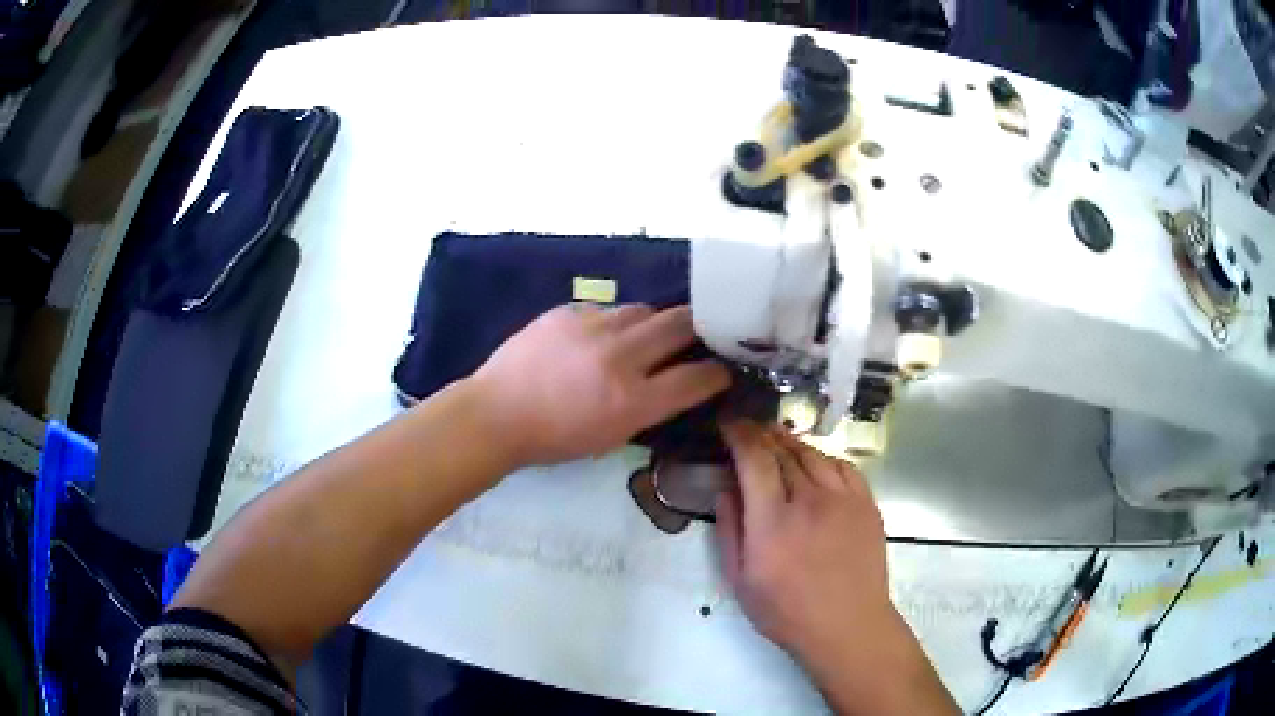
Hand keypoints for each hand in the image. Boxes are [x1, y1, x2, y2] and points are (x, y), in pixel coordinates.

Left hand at [469, 304, 730, 466]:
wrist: (496, 413)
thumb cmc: (553, 438)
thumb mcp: (611, 437)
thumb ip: (648, 407)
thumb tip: (675, 382)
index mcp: (632, 401)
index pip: (696, 378)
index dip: (717, 373)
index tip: (722, 370)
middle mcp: (619, 358)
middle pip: (680, 324)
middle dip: (697, 329)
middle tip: (696, 336)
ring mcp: (592, 328)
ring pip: (644, 309)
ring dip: (653, 323)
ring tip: (644, 336)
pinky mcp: (567, 311)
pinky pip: (606, 308)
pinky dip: (613, 322)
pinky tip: (600, 337)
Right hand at [716, 422, 959, 715]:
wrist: (848, 625)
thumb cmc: (787, 611)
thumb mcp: (740, 581)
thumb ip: (729, 531)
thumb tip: (725, 490)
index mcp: (772, 521)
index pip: (754, 459)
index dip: (738, 433)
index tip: (727, 423)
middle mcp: (809, 500)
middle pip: (783, 450)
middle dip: (761, 434)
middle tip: (747, 430)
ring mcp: (843, 499)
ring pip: (813, 453)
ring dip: (790, 441)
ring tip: (776, 439)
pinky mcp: (866, 504)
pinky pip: (842, 465)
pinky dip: (822, 456)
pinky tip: (814, 461)